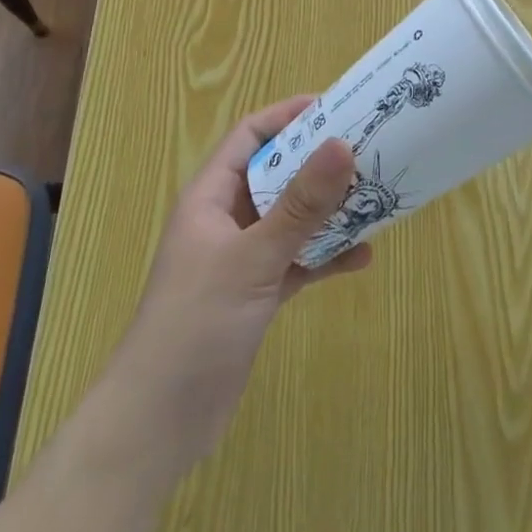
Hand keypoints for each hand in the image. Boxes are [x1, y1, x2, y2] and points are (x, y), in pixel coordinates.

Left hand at [102, 97, 369, 472]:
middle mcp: (226, 219)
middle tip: (367, 149)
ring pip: (292, 218)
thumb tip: (342, 144)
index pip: (251, 135)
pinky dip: (325, 256)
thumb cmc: (195, 324)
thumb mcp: (253, 258)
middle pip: (277, 174)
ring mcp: (241, 257)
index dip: (289, 116)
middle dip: (319, 163)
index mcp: (211, 196)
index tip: (336, 107)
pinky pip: (297, 260)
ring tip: (374, 197)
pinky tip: (362, 257)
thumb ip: (301, 205)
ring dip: (328, 210)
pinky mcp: (256, 293)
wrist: (157, 424)